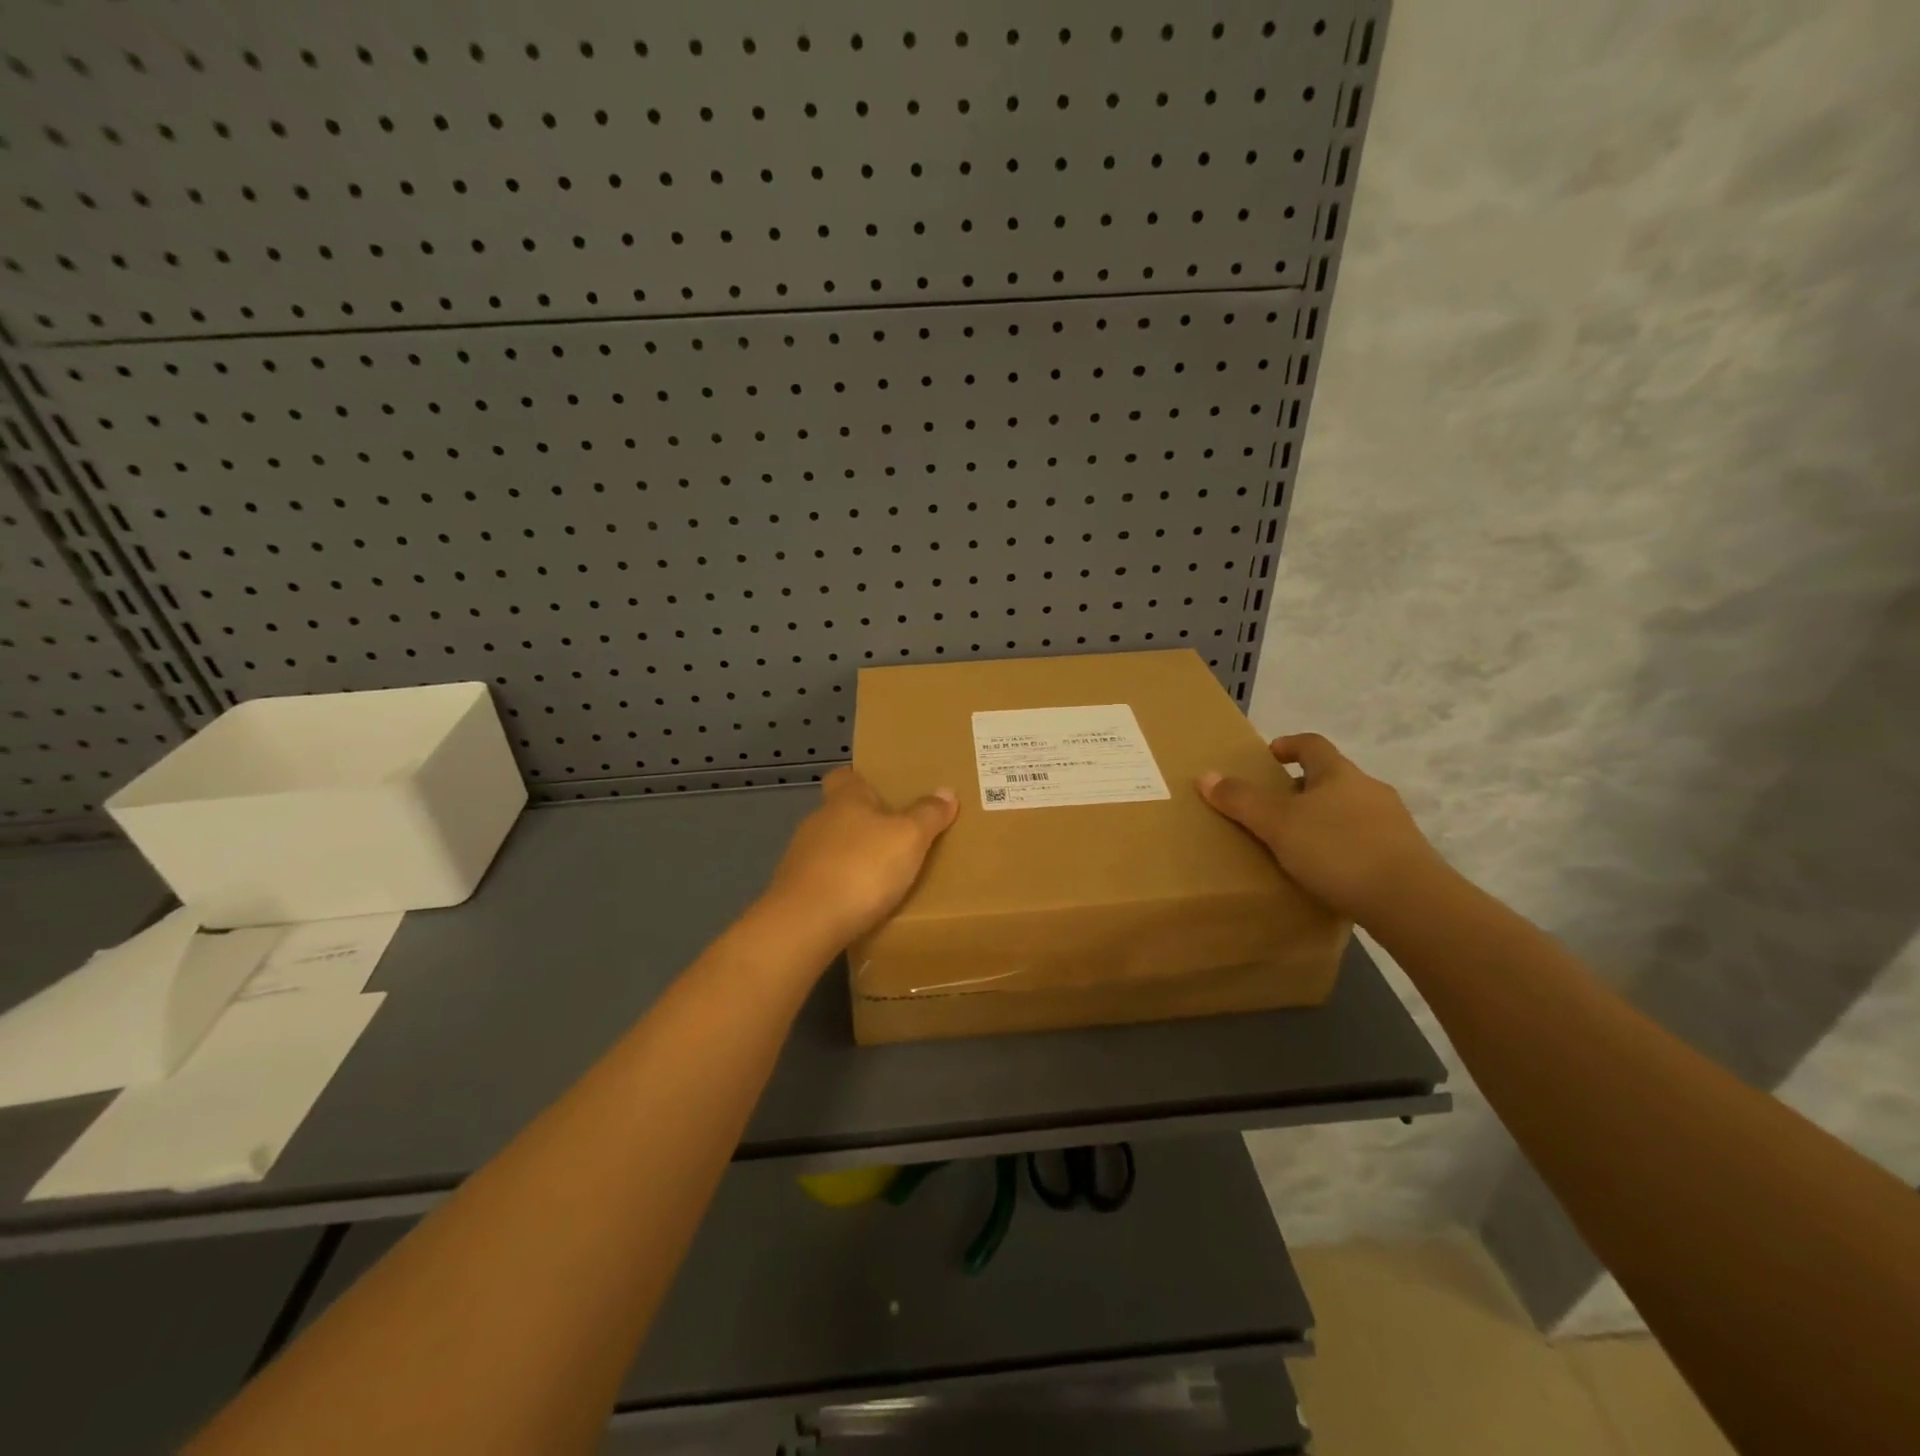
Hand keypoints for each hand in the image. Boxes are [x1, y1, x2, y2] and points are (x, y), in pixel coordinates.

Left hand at [761, 768, 958, 946]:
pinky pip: (823, 879)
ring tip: (883, 875)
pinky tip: (859, 904)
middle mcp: (818, 821)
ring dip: (852, 857)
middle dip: (865, 823)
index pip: (845, 776)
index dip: (862, 780)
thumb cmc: (862, 867)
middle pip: (841, 812)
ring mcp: (801, 856)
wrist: (806, 922)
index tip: (882, 791)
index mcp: (845, 799)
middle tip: (897, 837)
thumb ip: (928, 815)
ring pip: (831, 847)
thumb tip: (946, 791)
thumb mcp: (909, 838)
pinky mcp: (794, 890)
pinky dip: (840, 886)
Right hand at [1198, 733, 1442, 922]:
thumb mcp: (1277, 824)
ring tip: (1297, 844)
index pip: (1312, 744)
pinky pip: (1363, 842)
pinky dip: (1342, 848)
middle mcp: (1370, 790)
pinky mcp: (1404, 857)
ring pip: (1349, 811)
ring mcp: (1392, 824)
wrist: (1411, 902)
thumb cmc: (1338, 849)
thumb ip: (1241, 800)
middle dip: (1302, 788)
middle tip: (1274, 807)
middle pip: (1331, 778)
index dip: (1289, 745)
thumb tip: (1206, 775)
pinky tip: (1327, 872)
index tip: (1269, 756)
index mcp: (1340, 773)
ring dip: (1323, 819)